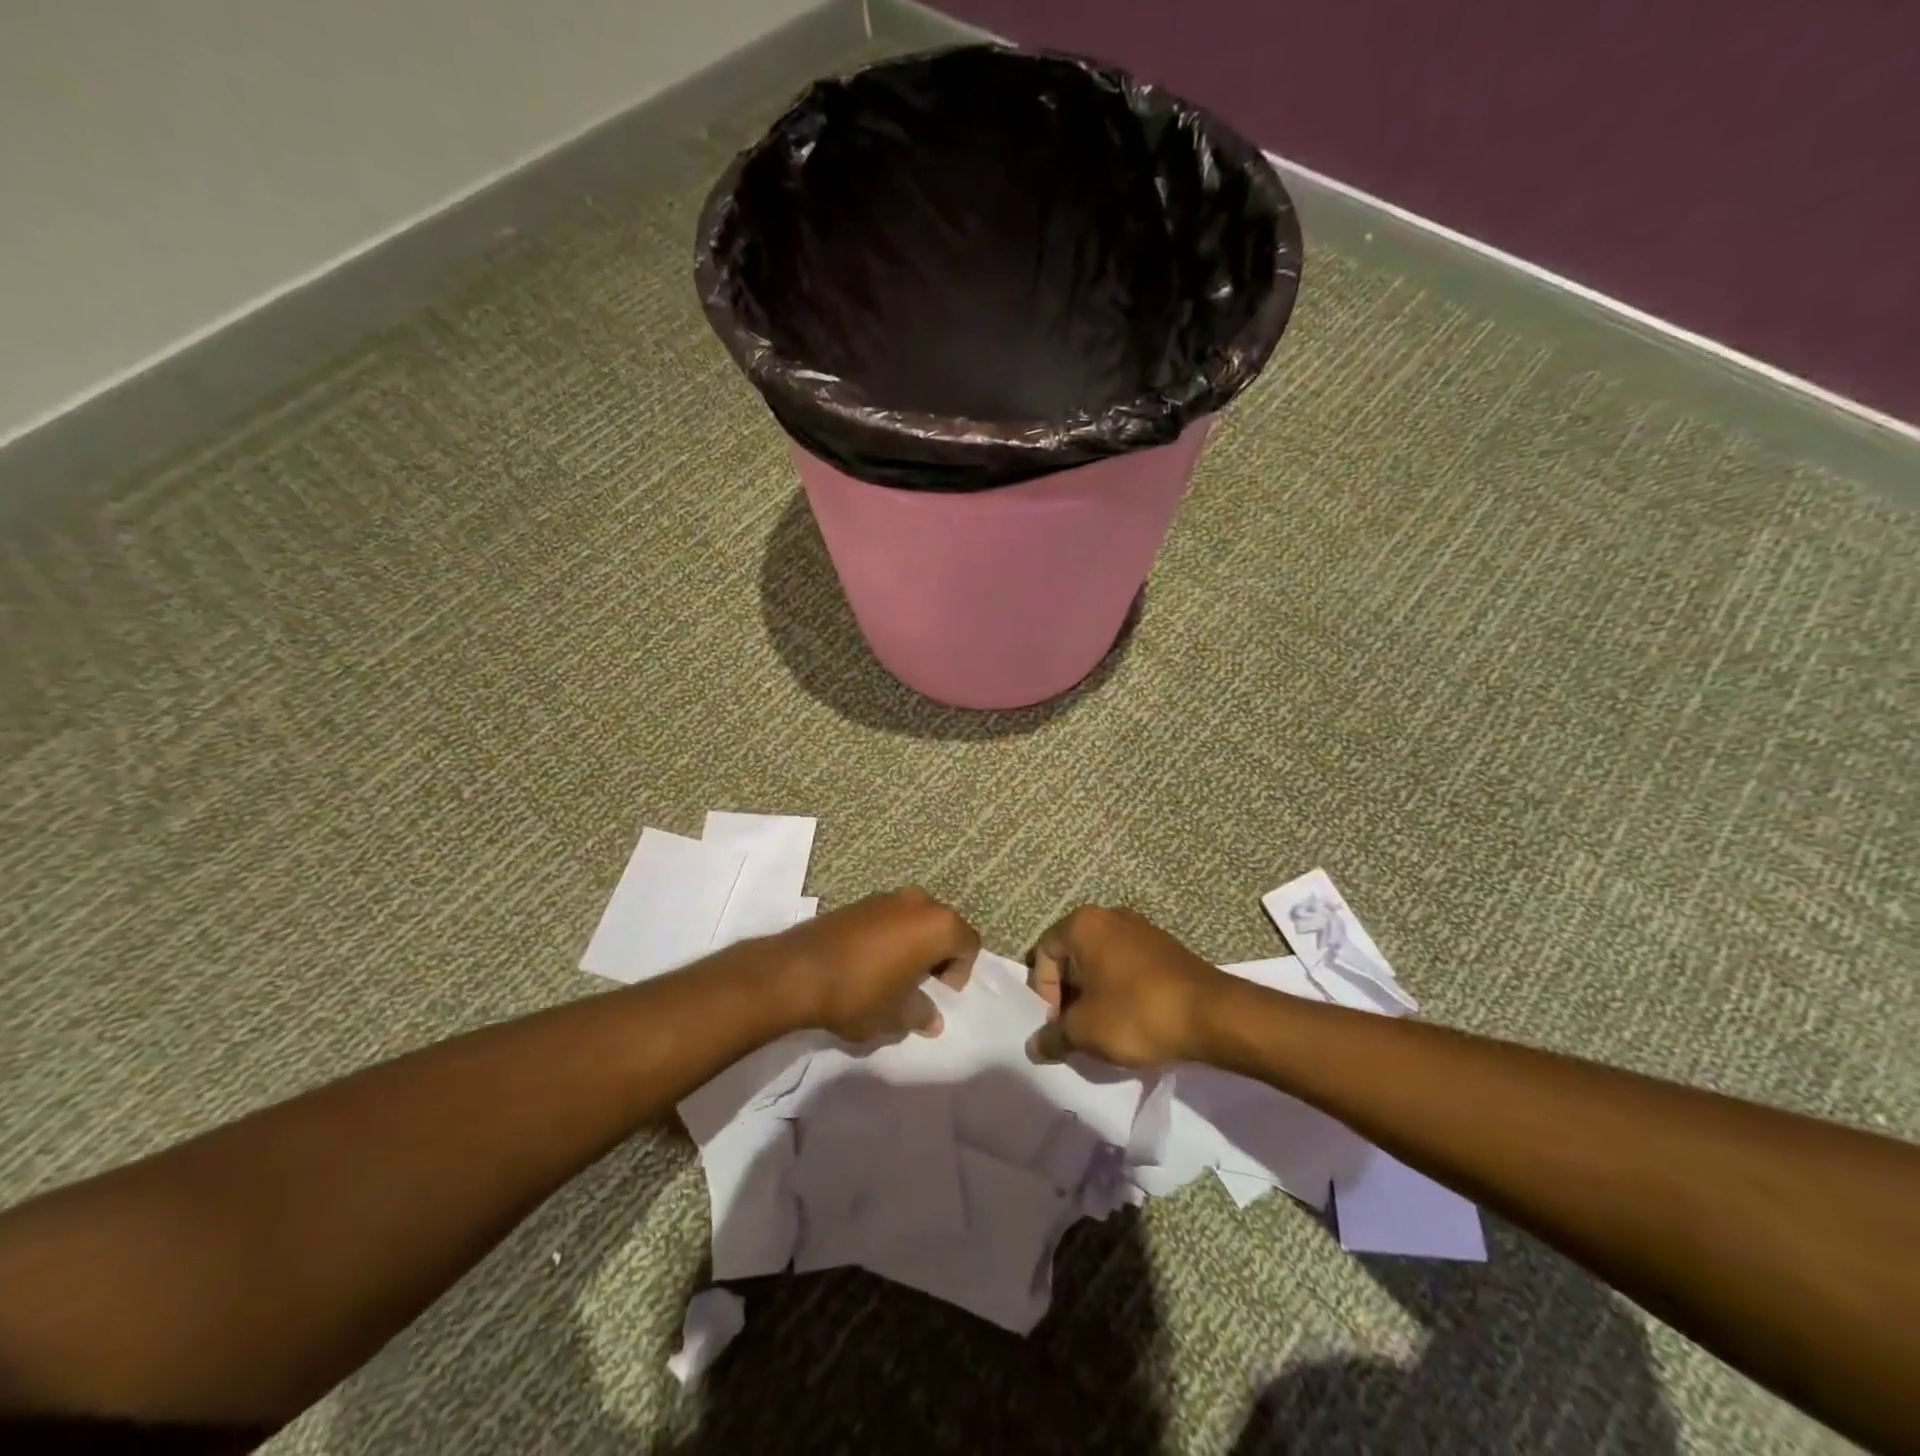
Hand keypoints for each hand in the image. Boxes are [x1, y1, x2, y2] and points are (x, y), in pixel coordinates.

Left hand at [776, 888, 978, 1041]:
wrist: (798, 971)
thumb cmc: (861, 993)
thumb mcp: (897, 1015)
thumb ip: (922, 1014)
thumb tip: (932, 1019)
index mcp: (938, 925)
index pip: (969, 944)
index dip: (960, 972)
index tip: (938, 993)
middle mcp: (918, 902)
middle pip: (943, 927)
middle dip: (938, 954)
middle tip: (920, 984)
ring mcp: (887, 897)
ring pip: (915, 920)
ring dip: (913, 944)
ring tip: (893, 974)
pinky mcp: (860, 901)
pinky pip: (889, 918)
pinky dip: (890, 936)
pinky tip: (869, 962)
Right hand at [1025, 906, 1224, 1067]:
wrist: (1213, 1015)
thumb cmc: (1137, 1013)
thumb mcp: (1085, 1031)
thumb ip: (1054, 1035)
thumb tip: (1037, 1045)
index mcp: (1084, 924)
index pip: (1044, 953)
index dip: (1043, 992)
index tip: (1058, 1025)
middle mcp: (1110, 917)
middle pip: (1073, 955)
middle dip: (1068, 994)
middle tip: (1075, 1030)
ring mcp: (1142, 930)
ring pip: (1101, 962)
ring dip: (1094, 995)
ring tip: (1103, 1031)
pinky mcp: (1166, 949)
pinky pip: (1128, 967)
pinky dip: (1121, 991)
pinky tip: (1132, 1022)